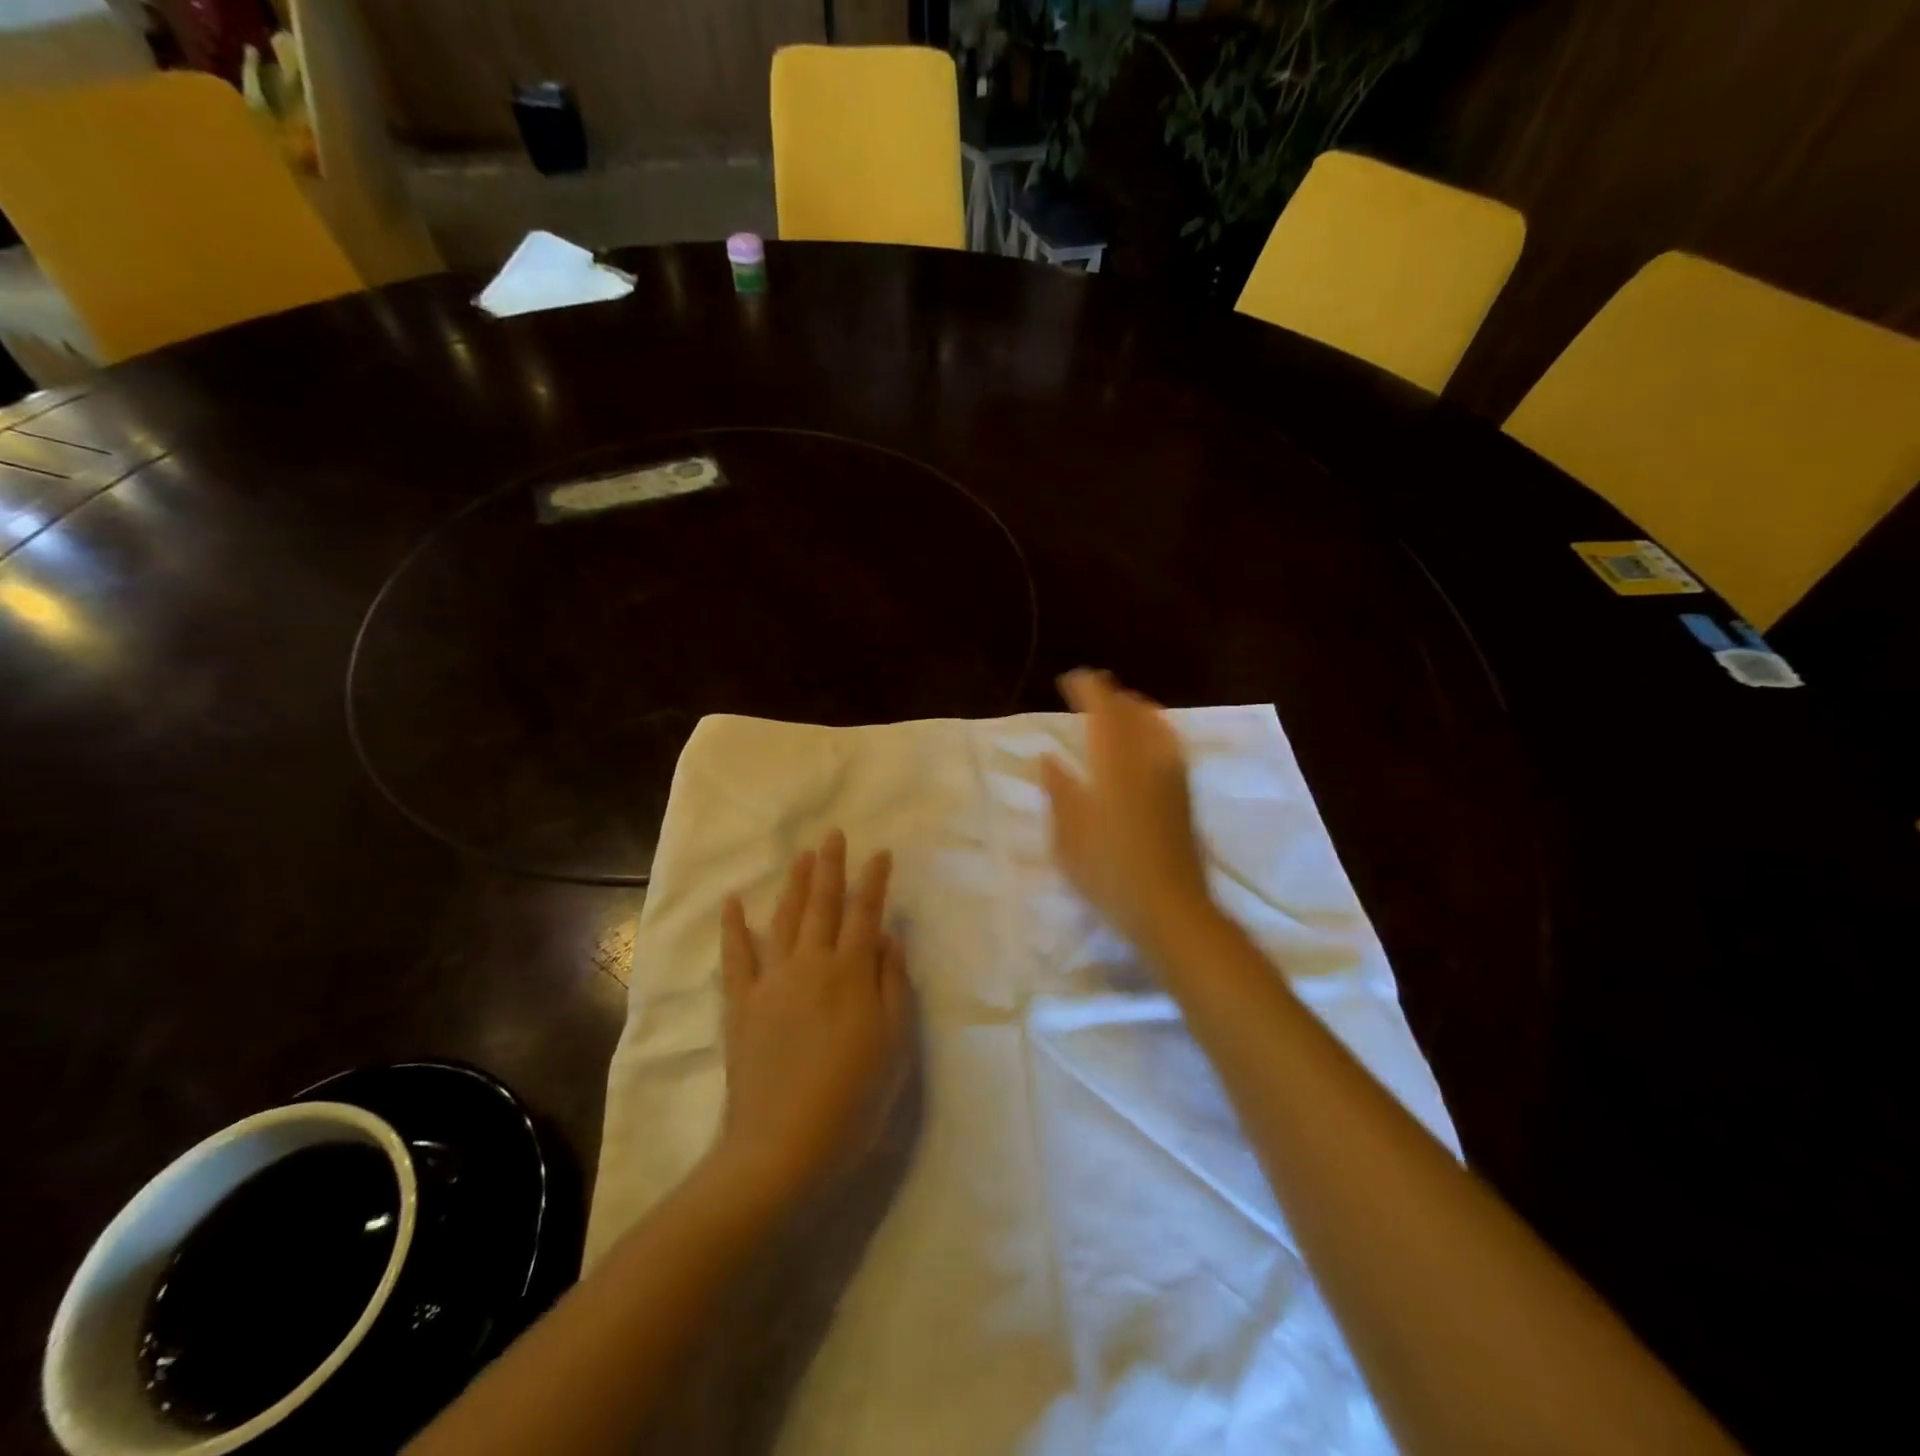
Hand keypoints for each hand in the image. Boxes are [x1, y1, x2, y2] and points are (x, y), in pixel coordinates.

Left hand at [714, 830, 912, 1203]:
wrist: (784, 1146)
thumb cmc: (854, 1098)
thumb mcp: (895, 1043)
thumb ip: (894, 983)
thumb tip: (888, 936)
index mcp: (852, 973)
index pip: (866, 913)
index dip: (874, 881)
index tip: (880, 853)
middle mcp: (811, 964)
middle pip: (824, 905)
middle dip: (832, 867)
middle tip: (834, 835)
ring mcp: (772, 982)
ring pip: (785, 919)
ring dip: (795, 884)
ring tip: (802, 856)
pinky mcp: (742, 1005)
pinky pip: (736, 957)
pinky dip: (734, 927)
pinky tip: (733, 902)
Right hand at [1041, 668, 1213, 954]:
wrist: (1170, 908)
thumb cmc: (1109, 872)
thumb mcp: (1068, 835)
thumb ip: (1058, 790)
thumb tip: (1048, 758)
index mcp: (1114, 763)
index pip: (1104, 710)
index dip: (1089, 689)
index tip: (1072, 679)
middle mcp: (1148, 759)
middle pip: (1133, 712)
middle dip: (1112, 695)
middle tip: (1093, 690)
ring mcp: (1172, 776)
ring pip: (1156, 725)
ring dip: (1135, 710)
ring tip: (1120, 710)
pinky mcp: (1184, 795)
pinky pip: (1169, 744)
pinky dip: (1154, 729)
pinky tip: (1147, 742)